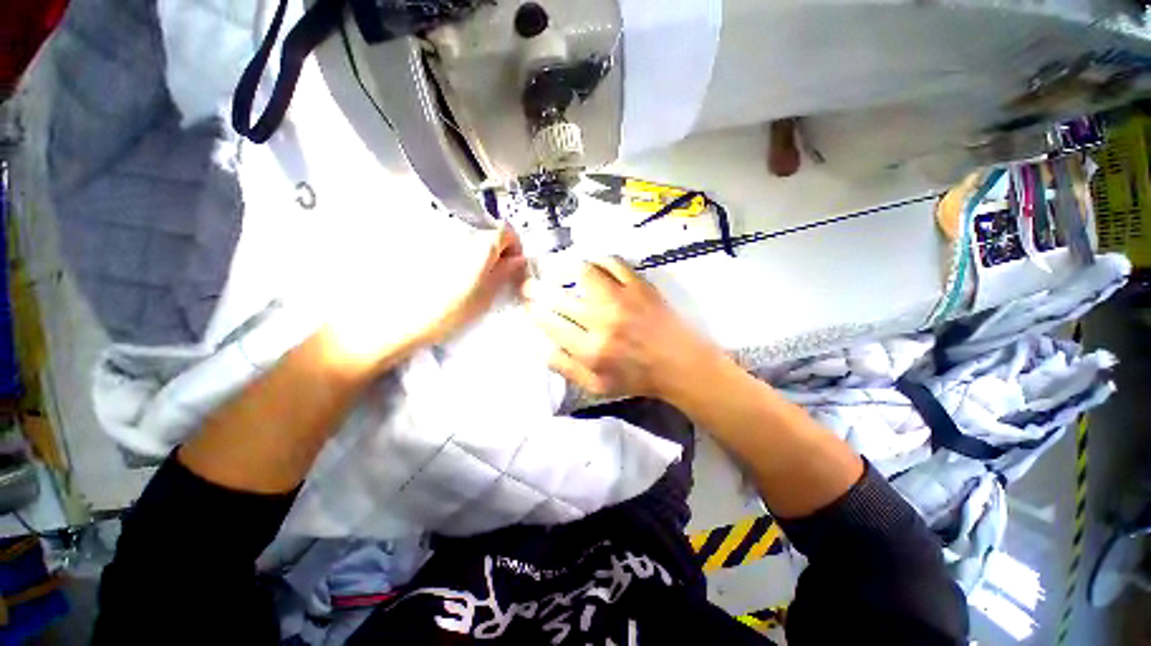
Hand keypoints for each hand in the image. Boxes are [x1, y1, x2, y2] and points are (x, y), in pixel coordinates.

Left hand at [321, 224, 527, 374]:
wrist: (389, 320)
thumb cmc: (442, 313)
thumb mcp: (483, 297)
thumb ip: (504, 274)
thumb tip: (517, 260)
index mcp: (479, 243)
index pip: (507, 231)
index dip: (514, 247)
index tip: (510, 264)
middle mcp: (456, 227)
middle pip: (485, 228)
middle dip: (494, 248)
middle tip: (489, 272)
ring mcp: (433, 229)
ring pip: (464, 231)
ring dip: (472, 247)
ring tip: (463, 274)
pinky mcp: (415, 235)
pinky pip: (442, 235)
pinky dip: (450, 247)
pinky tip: (441, 270)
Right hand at [522, 257, 720, 398]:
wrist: (680, 364)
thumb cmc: (637, 378)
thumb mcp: (596, 386)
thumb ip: (565, 367)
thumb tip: (538, 345)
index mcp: (591, 350)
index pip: (550, 323)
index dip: (534, 311)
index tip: (528, 305)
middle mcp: (603, 321)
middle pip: (559, 297)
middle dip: (537, 289)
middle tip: (530, 286)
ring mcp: (622, 299)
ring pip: (583, 272)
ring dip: (565, 270)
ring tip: (559, 271)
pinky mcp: (640, 286)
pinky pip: (612, 263)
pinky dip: (597, 261)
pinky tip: (592, 267)